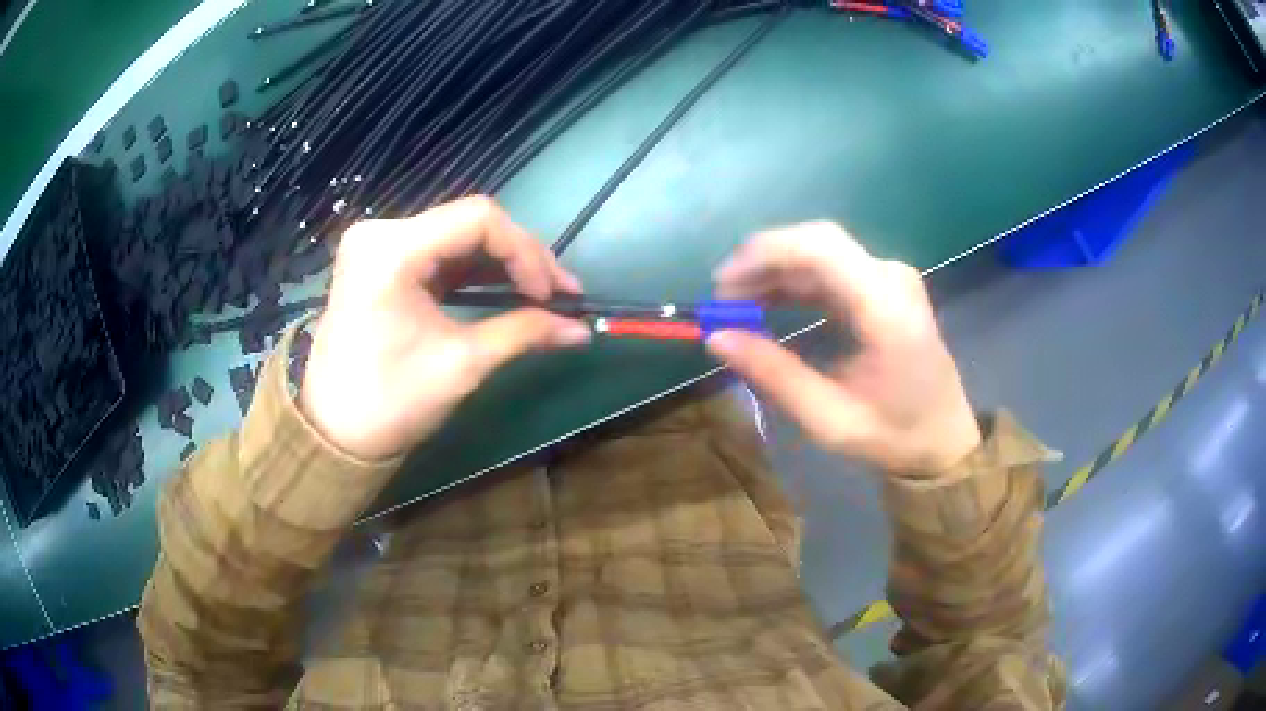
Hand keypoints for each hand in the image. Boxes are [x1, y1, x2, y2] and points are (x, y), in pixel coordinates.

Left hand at [299, 197, 590, 460]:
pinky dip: (475, 271)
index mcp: (392, 249)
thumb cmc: (389, 402)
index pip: (478, 218)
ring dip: (502, 263)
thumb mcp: (461, 364)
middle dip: (521, 257)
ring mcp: (379, 245)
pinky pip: (440, 253)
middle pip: (470, 222)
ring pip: (459, 236)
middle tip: (560, 294)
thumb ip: (523, 333)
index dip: (526, 251)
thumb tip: (581, 330)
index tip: (552, 294)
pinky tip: (506, 289)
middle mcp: (381, 232)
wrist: (332, 432)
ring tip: (542, 294)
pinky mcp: (382, 261)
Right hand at [706, 222, 979, 476]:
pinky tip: (770, 303)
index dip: (764, 255)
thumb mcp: (828, 419)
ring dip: (776, 271)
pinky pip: (832, 269)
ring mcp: (891, 278)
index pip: (820, 249)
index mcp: (885, 307)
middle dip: (763, 261)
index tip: (722, 285)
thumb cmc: (893, 436)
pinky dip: (796, 282)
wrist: (944, 441)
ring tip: (738, 305)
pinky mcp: (885, 287)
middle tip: (723, 298)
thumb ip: (773, 374)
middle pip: (817, 242)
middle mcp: (891, 277)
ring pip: (821, 252)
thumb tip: (716, 338)